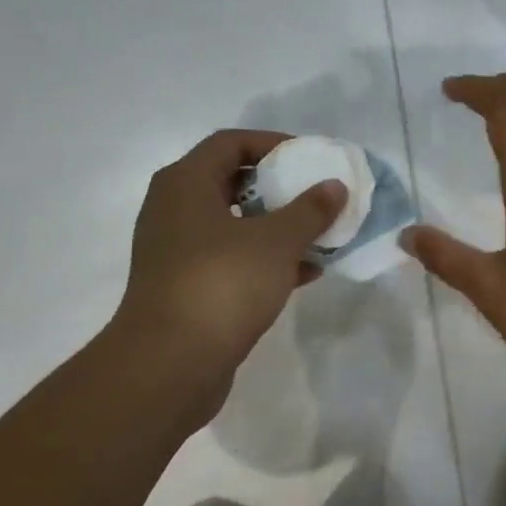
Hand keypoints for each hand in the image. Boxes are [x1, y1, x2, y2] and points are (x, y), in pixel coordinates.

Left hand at [112, 129, 345, 381]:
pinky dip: (268, 259)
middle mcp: (175, 210)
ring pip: (236, 225)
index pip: (231, 142)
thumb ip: (310, 209)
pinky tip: (308, 272)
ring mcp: (179, 251)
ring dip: (278, 226)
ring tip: (321, 233)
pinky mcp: (188, 287)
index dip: (273, 143)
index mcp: (186, 184)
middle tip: (318, 194)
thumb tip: (334, 186)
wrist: (171, 362)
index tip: (311, 158)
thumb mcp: (276, 241)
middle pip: (233, 182)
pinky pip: (234, 259)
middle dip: (280, 187)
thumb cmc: (222, 284)